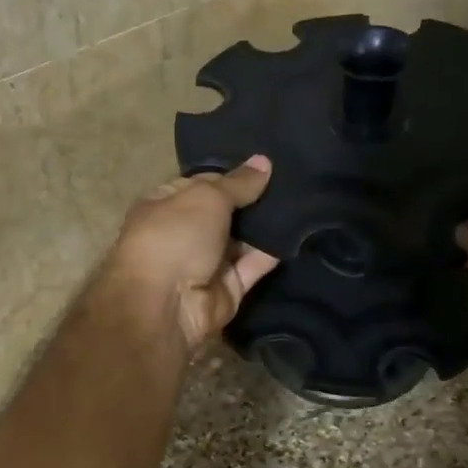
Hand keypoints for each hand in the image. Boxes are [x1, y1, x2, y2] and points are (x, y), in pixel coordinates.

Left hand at [108, 158, 279, 353]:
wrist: (166, 305)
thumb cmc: (175, 237)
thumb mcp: (207, 197)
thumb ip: (238, 183)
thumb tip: (264, 161)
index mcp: (164, 205)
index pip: (202, 184)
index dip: (231, 174)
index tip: (267, 164)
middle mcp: (183, 234)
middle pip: (224, 213)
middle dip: (253, 199)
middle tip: (292, 180)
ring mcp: (205, 264)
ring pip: (242, 240)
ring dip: (266, 225)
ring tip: (302, 201)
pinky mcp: (227, 290)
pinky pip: (253, 266)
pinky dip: (272, 253)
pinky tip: (298, 232)